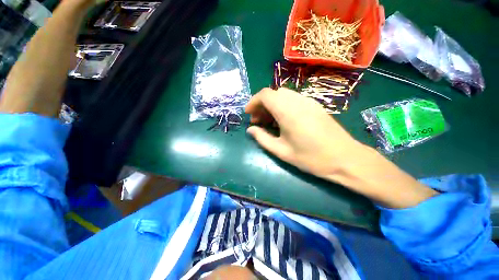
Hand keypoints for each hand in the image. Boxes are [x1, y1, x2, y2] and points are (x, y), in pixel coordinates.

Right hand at [245, 88, 437, 208]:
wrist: (345, 158)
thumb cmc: (311, 158)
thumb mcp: (282, 151)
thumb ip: (263, 138)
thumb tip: (250, 130)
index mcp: (288, 111)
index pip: (265, 95)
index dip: (253, 102)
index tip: (248, 114)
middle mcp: (297, 101)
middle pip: (273, 94)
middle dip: (261, 105)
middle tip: (257, 121)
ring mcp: (308, 102)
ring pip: (283, 95)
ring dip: (271, 105)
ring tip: (269, 122)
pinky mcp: (314, 105)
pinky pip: (293, 99)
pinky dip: (282, 106)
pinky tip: (283, 120)